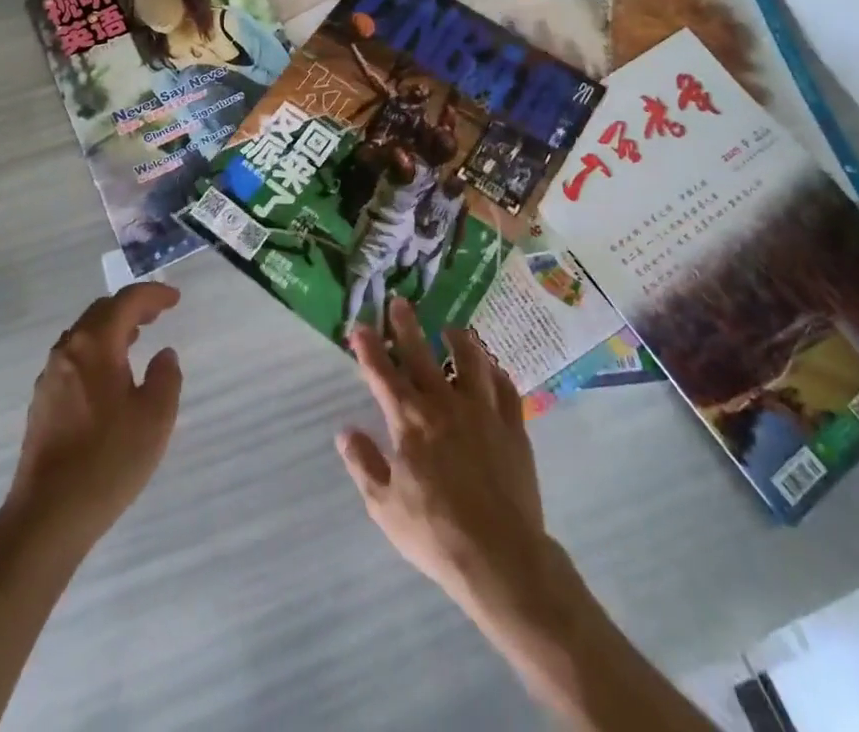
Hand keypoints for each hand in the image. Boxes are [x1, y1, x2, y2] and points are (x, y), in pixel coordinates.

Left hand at [3, 283, 183, 552]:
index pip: (126, 302)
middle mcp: (67, 351)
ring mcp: (50, 377)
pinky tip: (111, 376)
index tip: (175, 299)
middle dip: (131, 307)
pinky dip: (98, 351)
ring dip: (112, 329)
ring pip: (84, 335)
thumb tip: (163, 355)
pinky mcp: (43, 403)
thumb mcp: (155, 418)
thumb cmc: (108, 460)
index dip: (153, 295)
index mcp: (94, 345)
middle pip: (101, 312)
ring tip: (137, 339)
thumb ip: (165, 377)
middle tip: (158, 314)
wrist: (47, 516)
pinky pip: (74, 358)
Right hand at [337, 296, 551, 613]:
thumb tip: (345, 431)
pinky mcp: (513, 427)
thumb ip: (363, 464)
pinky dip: (495, 373)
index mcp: (409, 420)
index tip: (358, 325)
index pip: (382, 373)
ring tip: (451, 329)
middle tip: (399, 301)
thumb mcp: (384, 506)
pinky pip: (505, 388)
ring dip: (458, 340)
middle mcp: (444, 404)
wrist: (501, 558)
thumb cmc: (435, 533)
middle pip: (421, 354)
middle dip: (406, 325)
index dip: (368, 347)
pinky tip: (491, 368)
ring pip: (470, 361)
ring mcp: (482, 412)